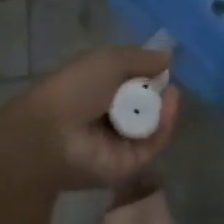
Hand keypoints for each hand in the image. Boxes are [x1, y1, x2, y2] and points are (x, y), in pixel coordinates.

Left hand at [0, 46, 182, 190]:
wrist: (51, 132)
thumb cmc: (76, 87)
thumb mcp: (109, 60)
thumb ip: (141, 59)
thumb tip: (168, 58)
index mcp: (100, 91)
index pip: (132, 84)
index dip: (149, 75)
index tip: (164, 67)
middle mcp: (109, 117)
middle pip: (146, 106)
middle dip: (160, 93)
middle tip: (169, 84)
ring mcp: (119, 143)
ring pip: (153, 126)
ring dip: (166, 109)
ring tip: (172, 95)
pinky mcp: (127, 166)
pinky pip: (153, 146)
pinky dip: (165, 127)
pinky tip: (170, 107)